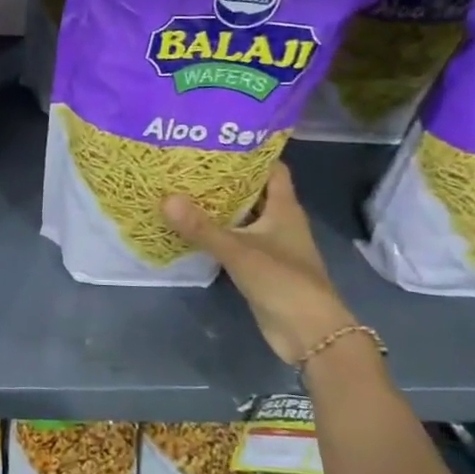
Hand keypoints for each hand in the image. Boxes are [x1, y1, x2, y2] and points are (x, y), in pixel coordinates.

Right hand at [162, 164, 355, 365]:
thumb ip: (201, 228)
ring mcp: (270, 245)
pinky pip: (234, 240)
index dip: (250, 152)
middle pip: (252, 190)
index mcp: (284, 208)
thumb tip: (165, 199)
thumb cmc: (283, 282)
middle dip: (224, 178)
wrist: (309, 334)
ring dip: (218, 206)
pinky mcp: (259, 267)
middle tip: (188, 163)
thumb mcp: (239, 251)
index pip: (271, 168)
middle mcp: (279, 222)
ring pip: (241, 217)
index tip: (217, 140)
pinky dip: (216, 232)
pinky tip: (190, 227)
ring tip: (182, 188)